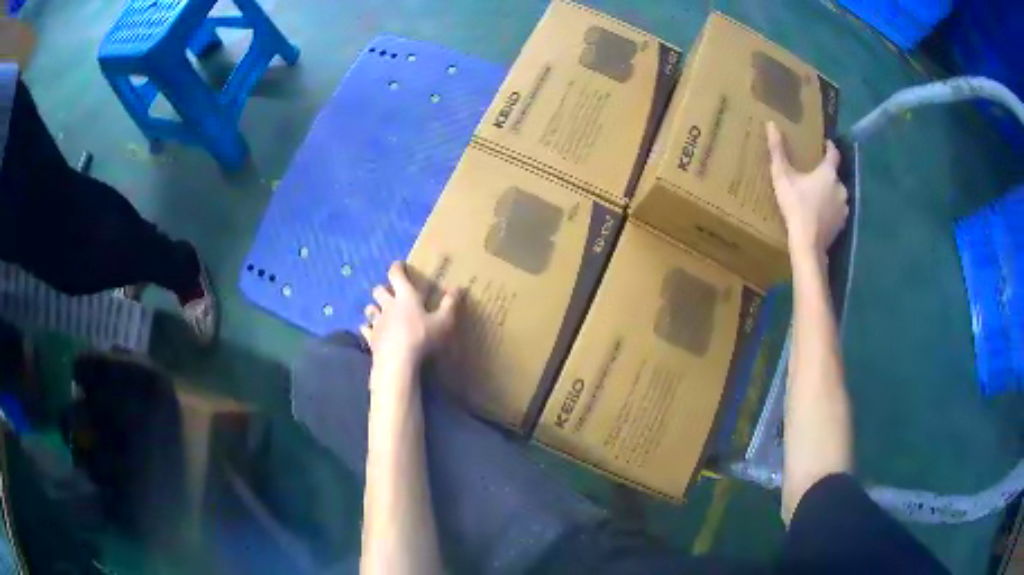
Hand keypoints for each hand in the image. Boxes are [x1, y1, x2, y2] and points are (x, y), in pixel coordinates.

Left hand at [360, 262, 459, 362]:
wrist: (398, 361)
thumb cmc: (422, 337)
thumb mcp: (443, 322)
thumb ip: (450, 304)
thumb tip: (458, 287)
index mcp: (406, 297)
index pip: (396, 275)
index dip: (397, 268)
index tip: (399, 265)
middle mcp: (388, 305)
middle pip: (379, 290)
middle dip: (383, 289)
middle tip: (390, 293)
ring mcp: (377, 322)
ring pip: (370, 309)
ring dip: (374, 308)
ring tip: (379, 311)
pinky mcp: (371, 338)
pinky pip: (365, 329)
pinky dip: (367, 328)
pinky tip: (369, 331)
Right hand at [766, 121, 848, 256]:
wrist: (808, 243)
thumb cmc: (796, 206)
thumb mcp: (782, 176)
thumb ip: (778, 150)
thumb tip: (771, 124)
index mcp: (829, 172)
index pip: (834, 153)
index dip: (830, 147)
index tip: (825, 144)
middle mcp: (841, 187)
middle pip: (836, 175)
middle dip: (827, 173)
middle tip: (814, 174)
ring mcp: (844, 206)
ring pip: (838, 193)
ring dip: (830, 192)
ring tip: (817, 195)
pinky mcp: (842, 223)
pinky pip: (838, 210)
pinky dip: (831, 209)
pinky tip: (821, 213)